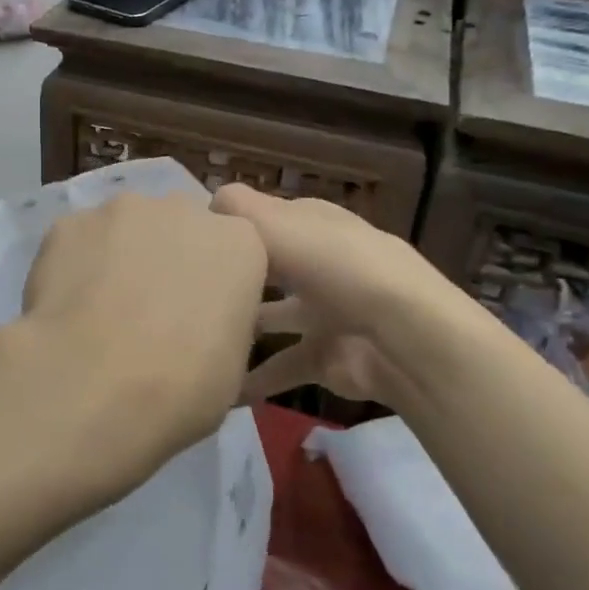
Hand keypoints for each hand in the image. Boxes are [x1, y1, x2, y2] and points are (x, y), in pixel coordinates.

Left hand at [5, 190, 267, 502]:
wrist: (92, 384)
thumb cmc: (181, 385)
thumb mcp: (232, 368)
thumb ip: (222, 322)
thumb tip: (201, 322)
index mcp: (238, 242)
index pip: (233, 249)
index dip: (214, 282)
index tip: (199, 316)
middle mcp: (183, 209)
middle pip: (179, 226)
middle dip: (168, 257)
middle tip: (149, 312)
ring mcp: (122, 209)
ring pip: (125, 227)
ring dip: (119, 256)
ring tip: (99, 310)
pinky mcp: (70, 222)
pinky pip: (79, 240)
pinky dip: (74, 264)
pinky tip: (65, 307)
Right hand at [210, 185, 482, 406]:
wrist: (401, 336)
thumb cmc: (333, 265)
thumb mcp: (278, 224)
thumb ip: (238, 209)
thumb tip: (208, 200)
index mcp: (312, 224)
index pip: (266, 218)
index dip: (233, 226)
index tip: (191, 241)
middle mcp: (319, 263)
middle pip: (270, 266)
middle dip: (236, 276)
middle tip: (187, 288)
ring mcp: (325, 312)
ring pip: (272, 317)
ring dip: (241, 328)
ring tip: (196, 337)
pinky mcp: (325, 357)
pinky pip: (280, 368)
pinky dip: (253, 380)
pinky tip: (219, 389)